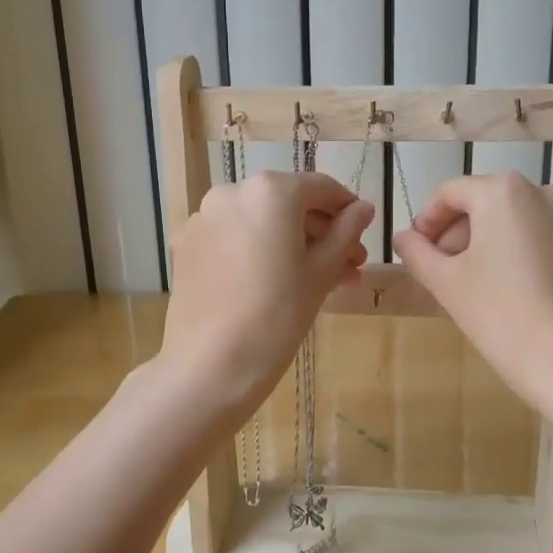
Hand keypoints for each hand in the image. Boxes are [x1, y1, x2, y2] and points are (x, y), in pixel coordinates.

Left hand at [159, 171, 371, 427]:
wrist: (211, 365)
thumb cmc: (279, 315)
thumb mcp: (322, 272)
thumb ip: (346, 232)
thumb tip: (364, 209)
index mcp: (270, 191)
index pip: (321, 187)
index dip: (348, 208)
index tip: (364, 231)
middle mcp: (232, 192)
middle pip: (289, 204)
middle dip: (322, 232)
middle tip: (350, 265)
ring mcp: (205, 218)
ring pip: (261, 223)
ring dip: (294, 244)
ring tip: (323, 280)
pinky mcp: (188, 246)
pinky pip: (235, 238)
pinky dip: (261, 251)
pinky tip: (280, 282)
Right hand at [392, 172, 552, 411]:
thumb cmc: (499, 313)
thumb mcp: (445, 282)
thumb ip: (417, 252)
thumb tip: (403, 237)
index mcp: (503, 192)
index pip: (450, 193)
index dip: (426, 220)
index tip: (416, 251)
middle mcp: (542, 193)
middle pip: (485, 203)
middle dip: (457, 233)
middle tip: (440, 270)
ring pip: (515, 221)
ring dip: (488, 243)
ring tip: (473, 283)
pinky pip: (542, 241)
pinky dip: (519, 254)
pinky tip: (511, 293)